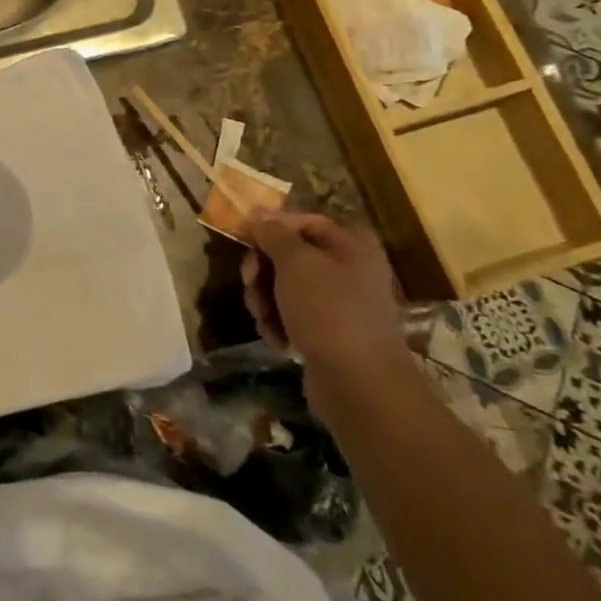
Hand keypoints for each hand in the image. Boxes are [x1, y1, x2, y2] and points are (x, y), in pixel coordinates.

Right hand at [240, 209, 411, 395]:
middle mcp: (349, 269)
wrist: (360, 385)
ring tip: (265, 320)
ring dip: (265, 300)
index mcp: (351, 245)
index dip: (270, 226)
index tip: (241, 237)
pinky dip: (279, 324)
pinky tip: (278, 341)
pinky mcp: (330, 334)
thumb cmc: (329, 312)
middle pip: (289, 255)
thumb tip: (257, 214)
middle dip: (263, 270)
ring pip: (285, 287)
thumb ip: (273, 233)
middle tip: (250, 284)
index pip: (302, 220)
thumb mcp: (295, 262)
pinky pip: (293, 316)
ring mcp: (340, 304)